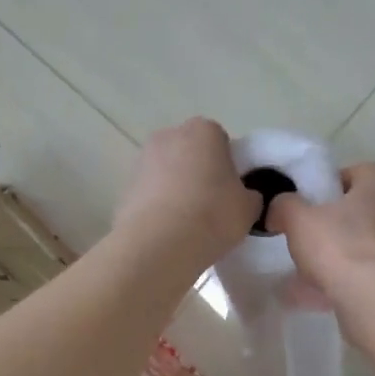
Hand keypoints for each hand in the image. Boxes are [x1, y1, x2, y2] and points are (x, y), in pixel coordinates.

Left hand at [114, 118, 259, 266]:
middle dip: (200, 174)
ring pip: (168, 173)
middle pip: (191, 153)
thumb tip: (243, 196)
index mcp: (204, 131)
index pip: (222, 141)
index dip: (229, 167)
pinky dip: (158, 207)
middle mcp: (169, 136)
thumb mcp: (249, 208)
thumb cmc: (212, 215)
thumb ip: (250, 195)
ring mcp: (142, 160)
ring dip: (177, 190)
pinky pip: (150, 194)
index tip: (233, 193)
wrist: (158, 244)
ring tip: (188, 224)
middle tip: (213, 207)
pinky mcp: (124, 187)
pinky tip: (168, 232)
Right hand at [267, 162, 374, 303]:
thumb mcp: (298, 219)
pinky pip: (374, 274)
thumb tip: (281, 207)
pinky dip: (352, 282)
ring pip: (368, 246)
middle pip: (363, 211)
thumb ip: (285, 206)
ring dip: (344, 257)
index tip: (308, 206)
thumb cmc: (340, 246)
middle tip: (309, 241)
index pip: (355, 173)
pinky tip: (325, 297)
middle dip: (336, 225)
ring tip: (311, 277)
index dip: (328, 187)